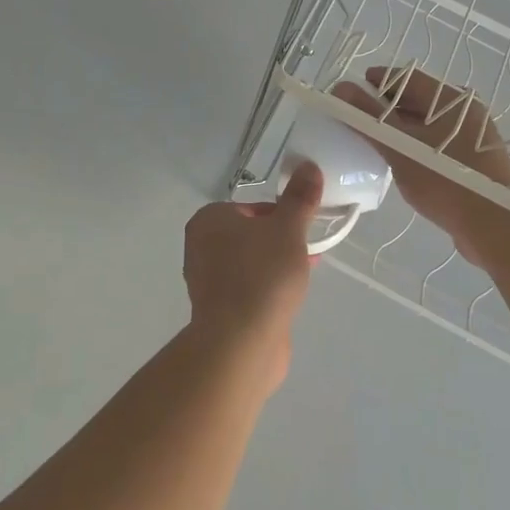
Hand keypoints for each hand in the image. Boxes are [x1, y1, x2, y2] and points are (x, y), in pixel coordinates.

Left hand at [182, 162, 321, 390]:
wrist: (241, 343)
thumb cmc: (262, 274)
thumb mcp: (288, 229)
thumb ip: (300, 198)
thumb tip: (308, 166)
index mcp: (208, 220)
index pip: (252, 207)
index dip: (281, 215)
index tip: (302, 230)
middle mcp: (200, 247)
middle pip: (250, 235)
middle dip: (279, 241)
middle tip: (305, 253)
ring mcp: (207, 282)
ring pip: (250, 263)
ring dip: (275, 266)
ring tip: (302, 276)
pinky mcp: (217, 312)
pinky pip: (248, 290)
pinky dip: (267, 290)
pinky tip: (288, 300)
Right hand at [334, 67, 509, 269]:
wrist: (496, 227)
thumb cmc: (446, 180)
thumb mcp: (400, 148)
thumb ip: (369, 118)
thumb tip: (340, 89)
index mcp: (452, 100)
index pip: (407, 77)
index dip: (377, 81)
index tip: (351, 92)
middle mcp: (466, 112)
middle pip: (419, 99)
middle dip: (386, 106)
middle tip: (358, 119)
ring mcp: (473, 138)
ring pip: (429, 124)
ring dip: (400, 128)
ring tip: (374, 142)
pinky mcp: (475, 162)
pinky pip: (438, 144)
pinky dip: (416, 146)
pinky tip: (400, 163)